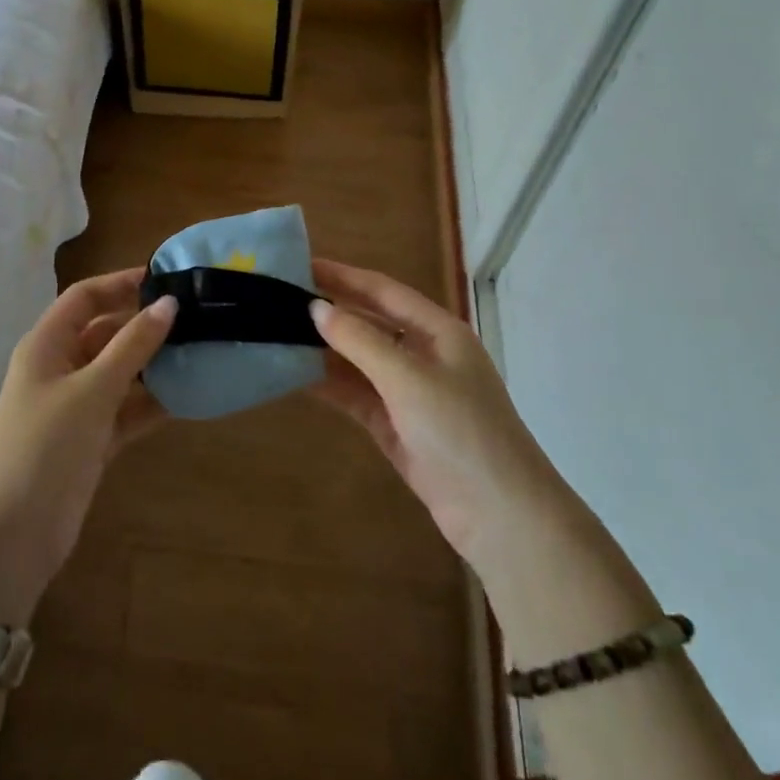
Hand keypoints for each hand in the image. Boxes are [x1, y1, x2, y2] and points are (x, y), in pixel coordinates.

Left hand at [0, 268, 175, 621]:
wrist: (13, 536)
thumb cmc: (46, 446)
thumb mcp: (92, 390)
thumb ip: (132, 345)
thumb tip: (169, 303)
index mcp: (47, 345)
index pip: (85, 298)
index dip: (121, 283)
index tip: (166, 279)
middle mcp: (61, 368)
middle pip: (106, 333)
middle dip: (146, 325)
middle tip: (196, 318)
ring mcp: (76, 406)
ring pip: (121, 372)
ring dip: (154, 365)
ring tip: (202, 352)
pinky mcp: (92, 440)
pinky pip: (127, 410)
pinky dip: (152, 403)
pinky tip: (189, 396)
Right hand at [307, 259, 576, 578]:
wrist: (500, 515)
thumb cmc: (460, 430)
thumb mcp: (408, 378)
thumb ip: (360, 340)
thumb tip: (316, 308)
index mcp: (438, 331)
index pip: (383, 291)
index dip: (343, 276)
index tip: (301, 265)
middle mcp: (424, 354)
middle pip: (370, 323)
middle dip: (331, 311)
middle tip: (281, 300)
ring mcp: (410, 392)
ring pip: (360, 361)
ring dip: (325, 350)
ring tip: (279, 335)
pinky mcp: (397, 426)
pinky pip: (357, 395)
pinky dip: (331, 385)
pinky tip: (297, 376)